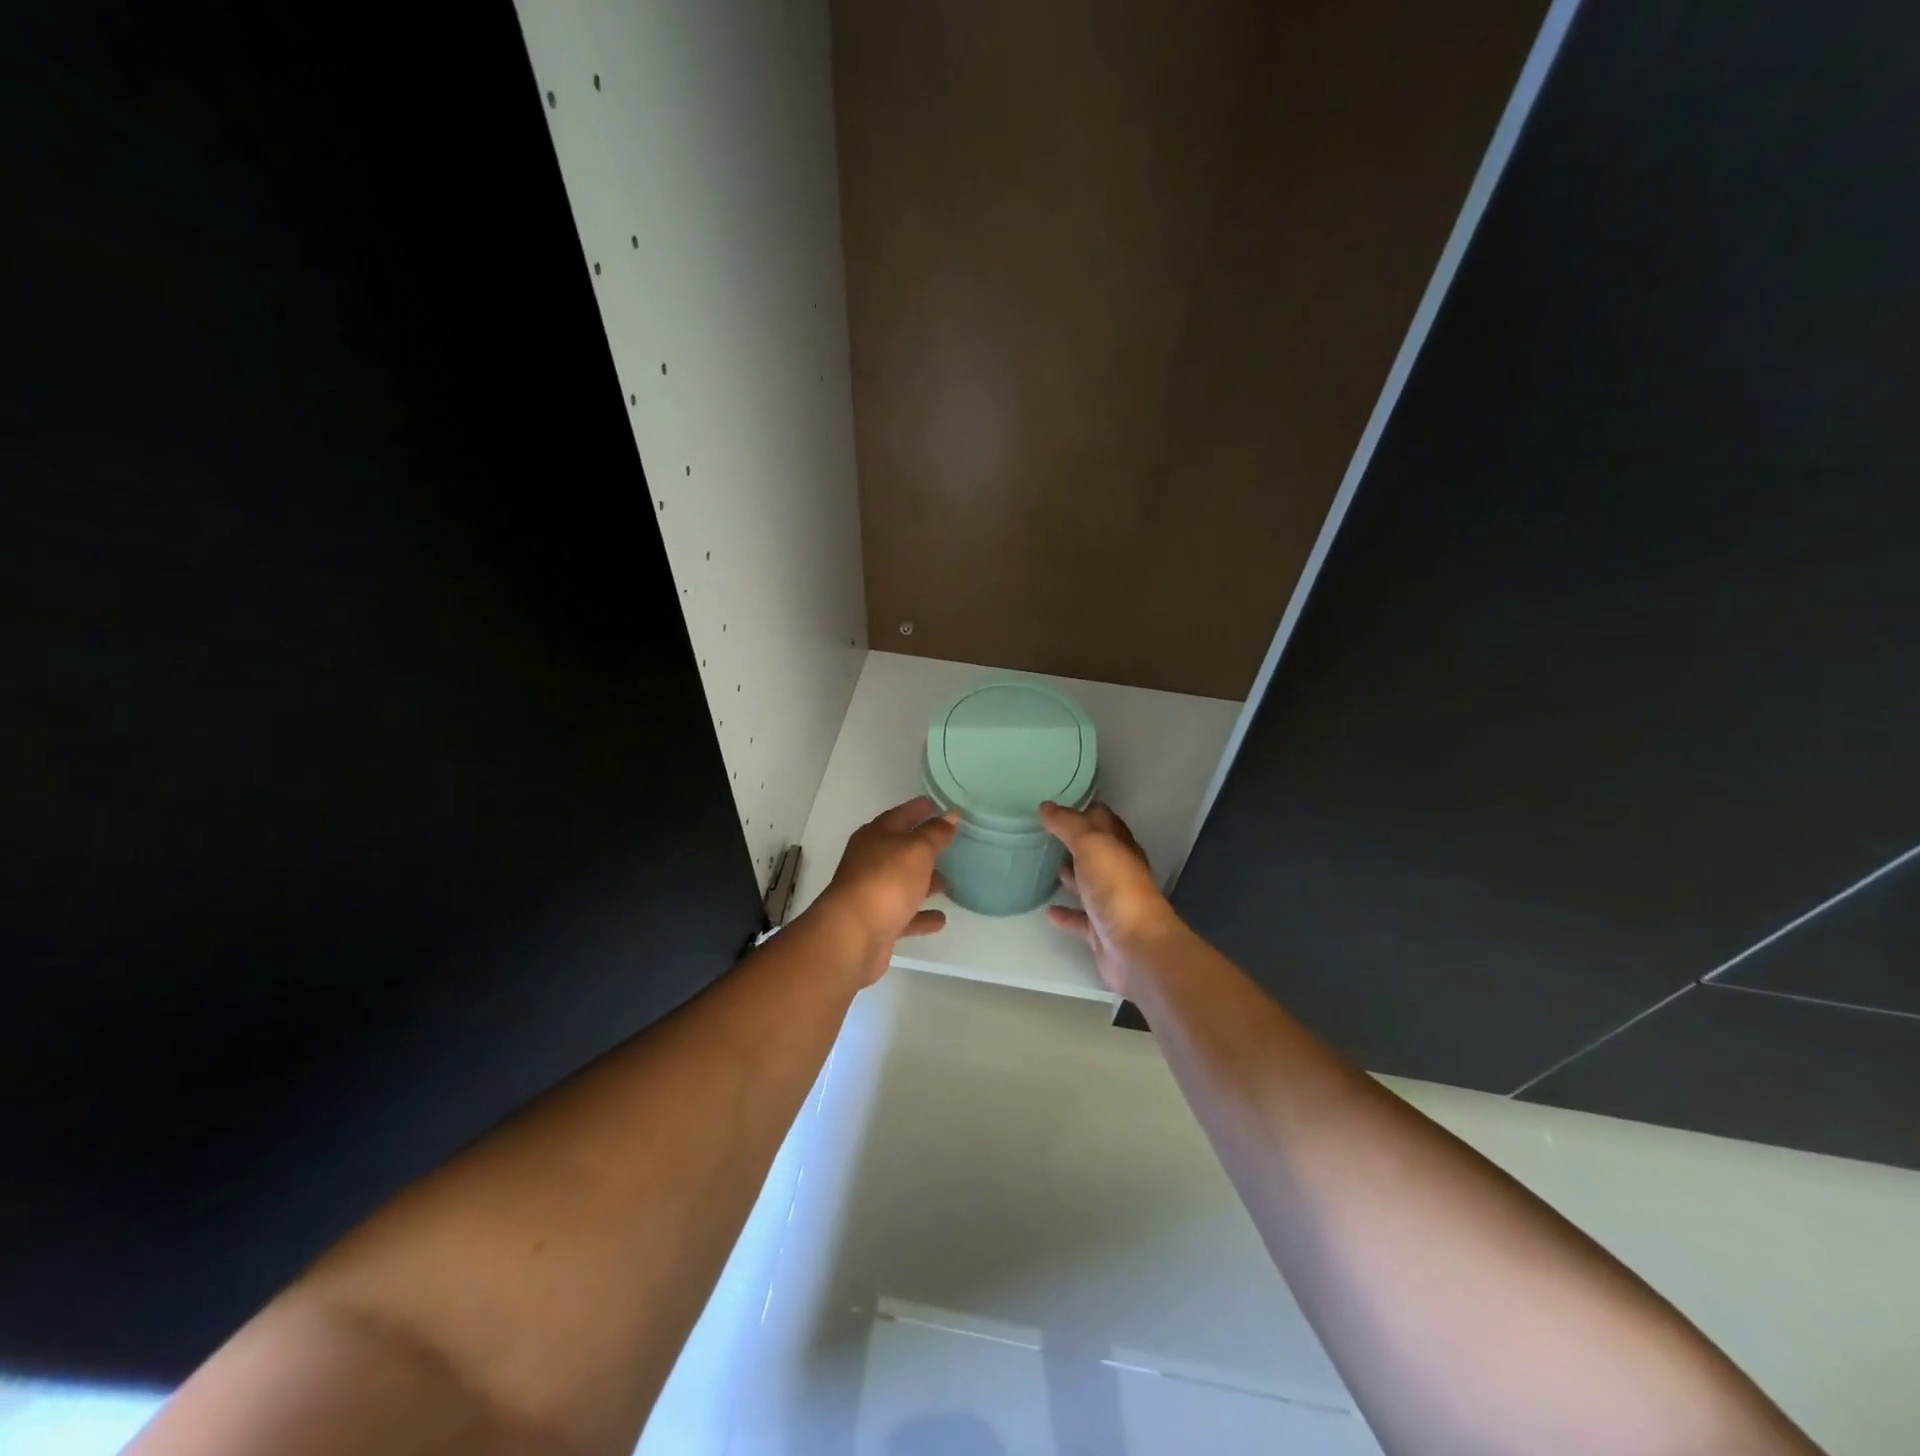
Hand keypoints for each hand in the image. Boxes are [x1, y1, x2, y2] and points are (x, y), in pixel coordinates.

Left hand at [814, 796, 958, 984]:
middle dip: (923, 848)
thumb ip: (935, 833)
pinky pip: (905, 915)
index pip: (899, 815)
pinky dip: (921, 915)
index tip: (937, 805)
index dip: (918, 809)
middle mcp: (870, 862)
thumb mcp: (916, 850)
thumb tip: (951, 814)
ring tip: (948, 883)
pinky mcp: (878, 923)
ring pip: (902, 883)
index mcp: (875, 837)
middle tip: (949, 844)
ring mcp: (872, 894)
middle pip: (899, 850)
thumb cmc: (886, 882)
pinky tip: (940, 919)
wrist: (853, 936)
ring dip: (923, 883)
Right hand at [1041, 801, 1176, 997]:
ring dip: (1072, 876)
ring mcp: (1112, 903)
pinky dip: (1065, 913)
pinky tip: (1047, 911)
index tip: (1059, 804)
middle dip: (1076, 842)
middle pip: (1097, 852)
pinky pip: (1079, 918)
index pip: (1103, 820)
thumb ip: (1068, 825)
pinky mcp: (1101, 932)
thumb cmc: (1116, 888)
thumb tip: (1047, 806)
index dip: (1084, 810)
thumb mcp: (1091, 845)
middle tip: (1048, 833)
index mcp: (1121, 848)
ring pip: (1089, 884)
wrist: (1135, 948)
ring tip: (1048, 865)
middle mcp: (1119, 873)